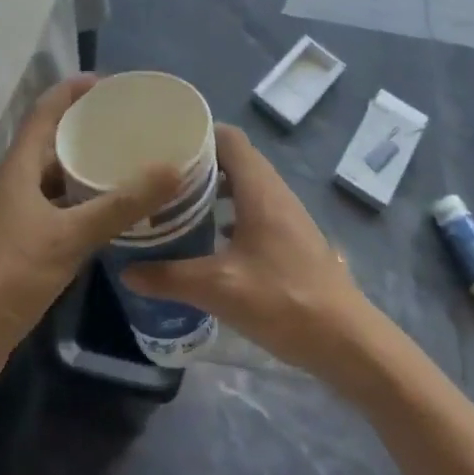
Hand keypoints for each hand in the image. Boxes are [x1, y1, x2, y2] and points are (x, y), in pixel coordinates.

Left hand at [0, 75, 179, 398]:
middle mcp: (14, 184)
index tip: (110, 83)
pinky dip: (82, 204)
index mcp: (18, 169)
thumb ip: (120, 205)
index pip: (44, 112)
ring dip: (86, 169)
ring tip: (128, 164)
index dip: (72, 91)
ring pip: (55, 179)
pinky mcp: (21, 244)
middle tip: (130, 126)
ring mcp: (15, 216)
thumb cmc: (10, 276)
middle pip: (51, 142)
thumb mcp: (70, 237)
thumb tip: (171, 169)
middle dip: (87, 129)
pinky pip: (57, 209)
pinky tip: (111, 214)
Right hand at [119, 123, 379, 387]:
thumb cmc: (283, 301)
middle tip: (160, 176)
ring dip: (213, 190)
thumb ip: (170, 277)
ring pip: (243, 185)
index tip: (163, 144)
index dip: (197, 133)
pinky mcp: (289, 238)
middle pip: (234, 159)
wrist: (346, 340)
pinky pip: (253, 208)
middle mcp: (274, 192)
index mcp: (259, 189)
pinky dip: (228, 212)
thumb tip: (127, 270)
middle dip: (197, 163)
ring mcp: (285, 215)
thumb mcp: (219, 289)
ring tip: (175, 204)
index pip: (228, 137)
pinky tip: (207, 239)